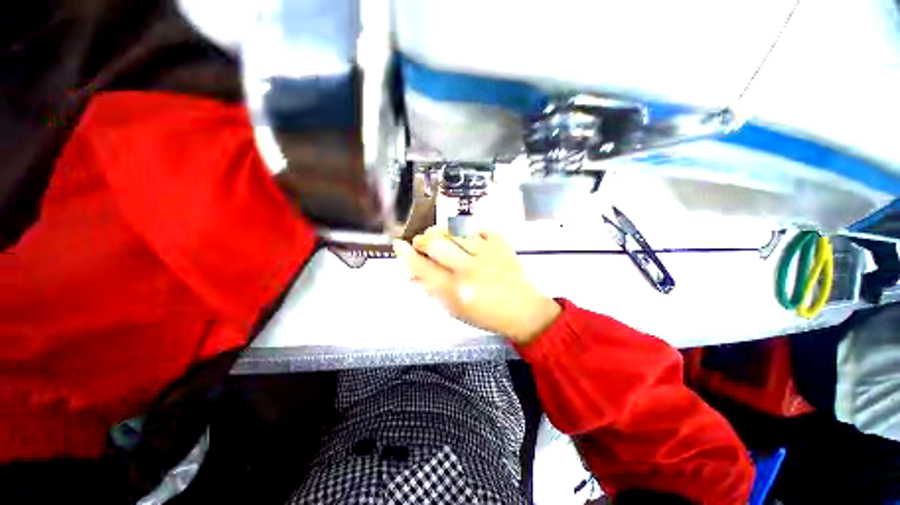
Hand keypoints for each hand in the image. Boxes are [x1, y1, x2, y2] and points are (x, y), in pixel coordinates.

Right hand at [393, 227, 560, 344]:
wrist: (523, 310)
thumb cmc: (486, 315)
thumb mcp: (455, 310)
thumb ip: (433, 289)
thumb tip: (413, 271)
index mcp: (456, 292)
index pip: (423, 268)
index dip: (406, 254)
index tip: (398, 244)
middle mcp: (469, 270)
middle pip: (435, 243)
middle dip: (422, 239)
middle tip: (422, 242)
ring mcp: (487, 253)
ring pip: (454, 230)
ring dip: (441, 230)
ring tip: (439, 235)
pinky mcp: (501, 243)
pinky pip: (476, 225)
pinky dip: (465, 227)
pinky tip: (463, 234)